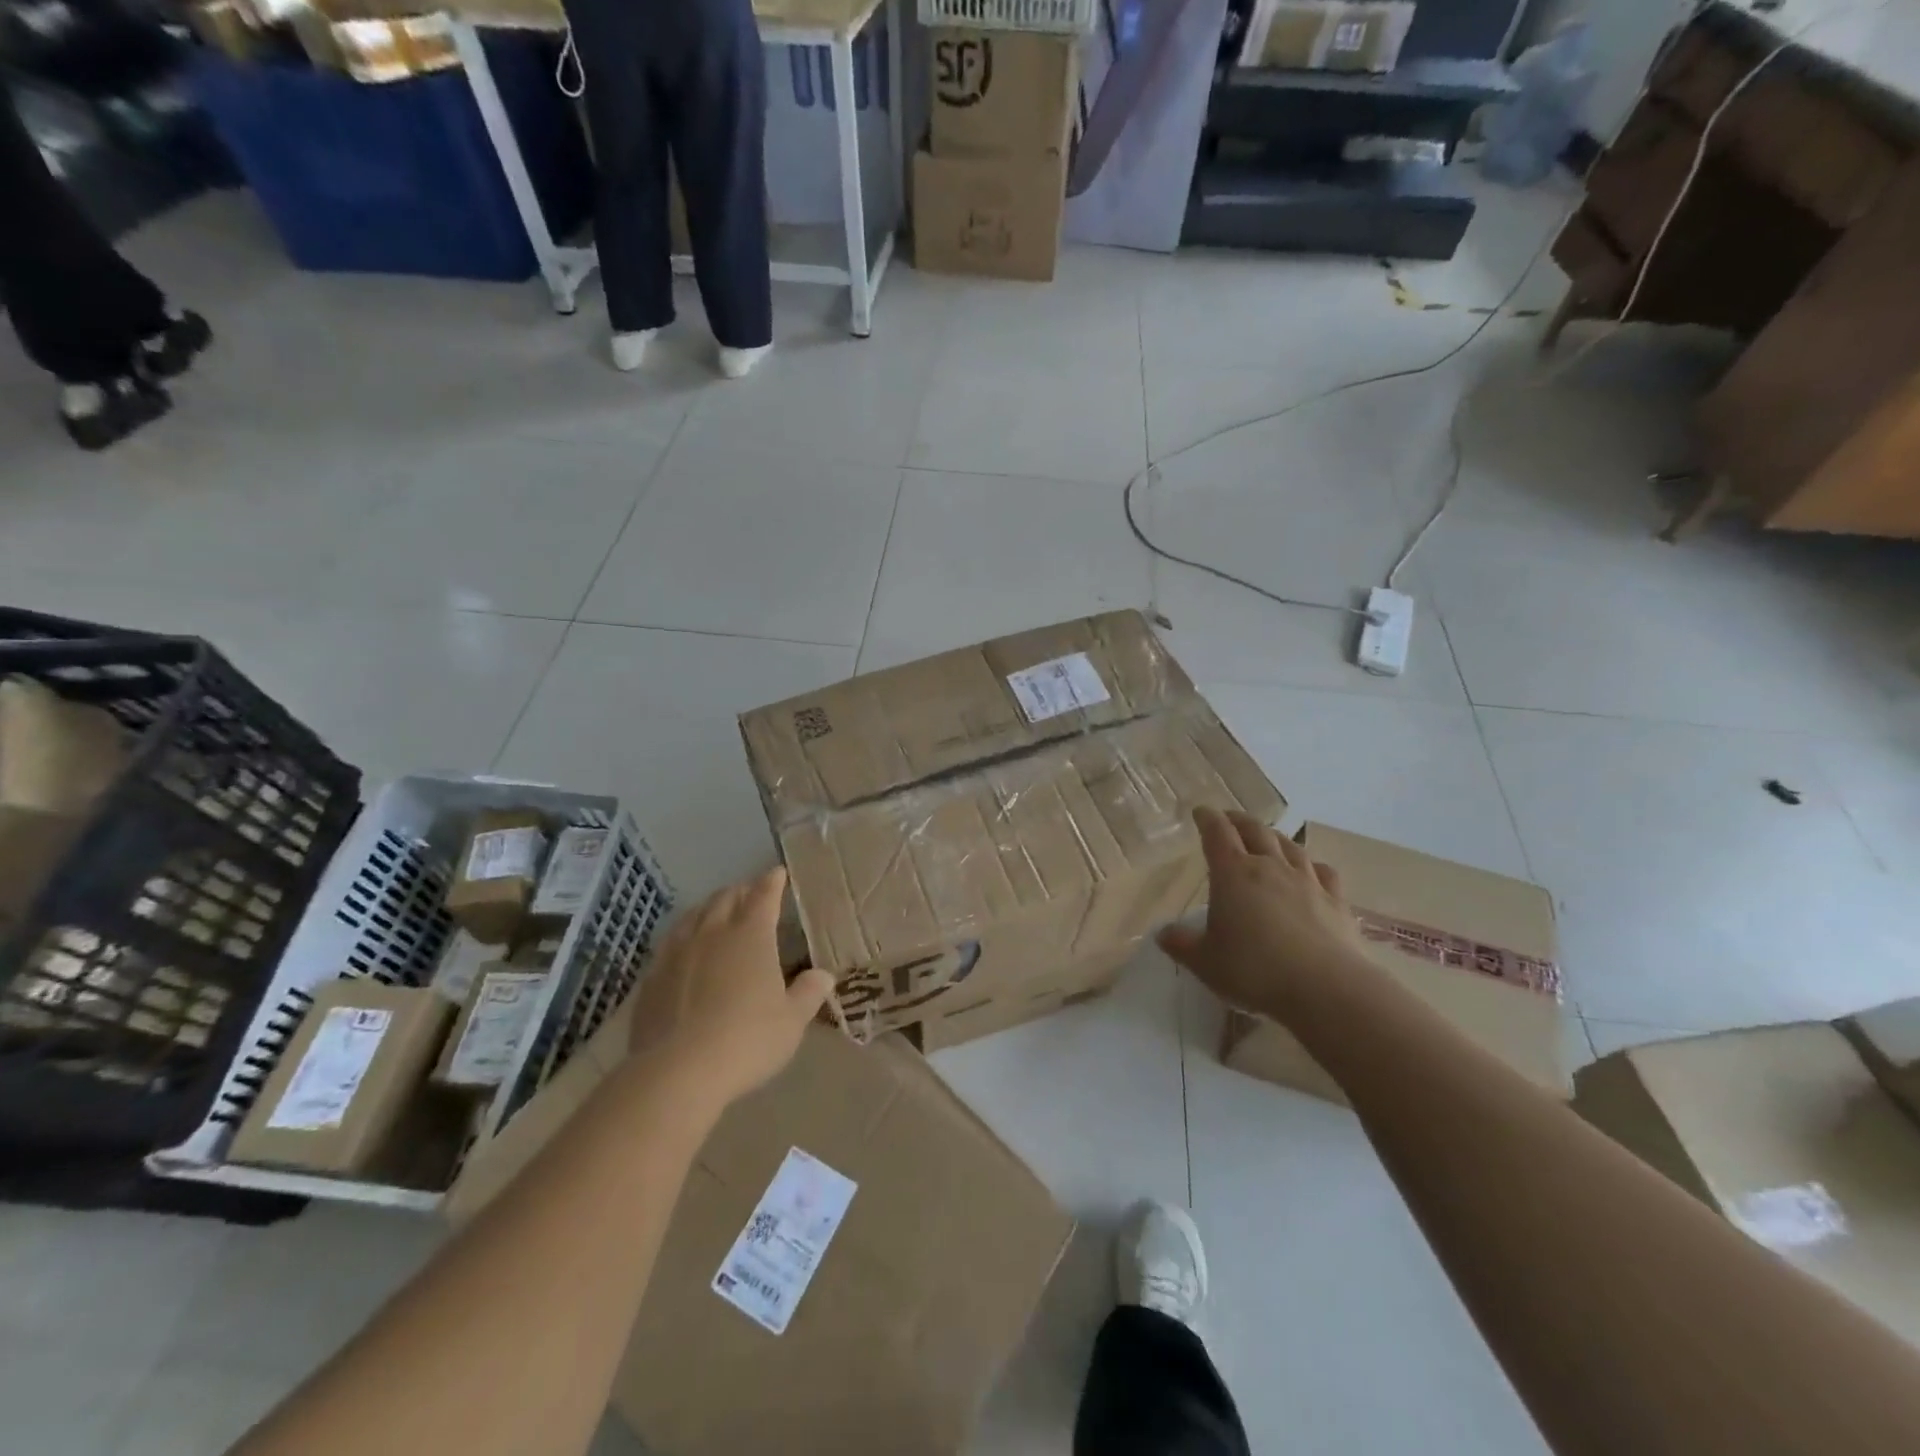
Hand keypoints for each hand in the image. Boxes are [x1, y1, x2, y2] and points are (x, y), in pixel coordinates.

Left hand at [626, 868, 834, 1110]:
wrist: (677, 1072)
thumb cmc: (747, 1041)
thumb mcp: (791, 1022)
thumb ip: (808, 993)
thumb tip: (823, 975)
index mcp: (751, 935)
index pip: (763, 896)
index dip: (771, 882)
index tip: (777, 873)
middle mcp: (713, 932)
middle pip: (726, 898)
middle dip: (741, 890)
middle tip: (750, 891)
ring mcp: (677, 952)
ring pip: (694, 915)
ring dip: (710, 907)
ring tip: (717, 910)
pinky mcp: (652, 976)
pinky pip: (670, 942)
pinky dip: (684, 934)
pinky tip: (684, 947)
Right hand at [1157, 808, 1371, 1018]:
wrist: (1327, 989)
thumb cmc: (1255, 971)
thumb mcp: (1206, 962)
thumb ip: (1182, 945)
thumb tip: (1162, 934)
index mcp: (1233, 874)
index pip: (1217, 833)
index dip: (1207, 819)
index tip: (1200, 811)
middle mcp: (1270, 867)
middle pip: (1255, 831)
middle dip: (1239, 821)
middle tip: (1229, 819)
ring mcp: (1307, 881)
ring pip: (1289, 846)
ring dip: (1274, 836)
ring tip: (1267, 837)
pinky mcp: (1336, 901)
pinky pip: (1323, 871)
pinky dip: (1311, 864)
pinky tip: (1311, 869)